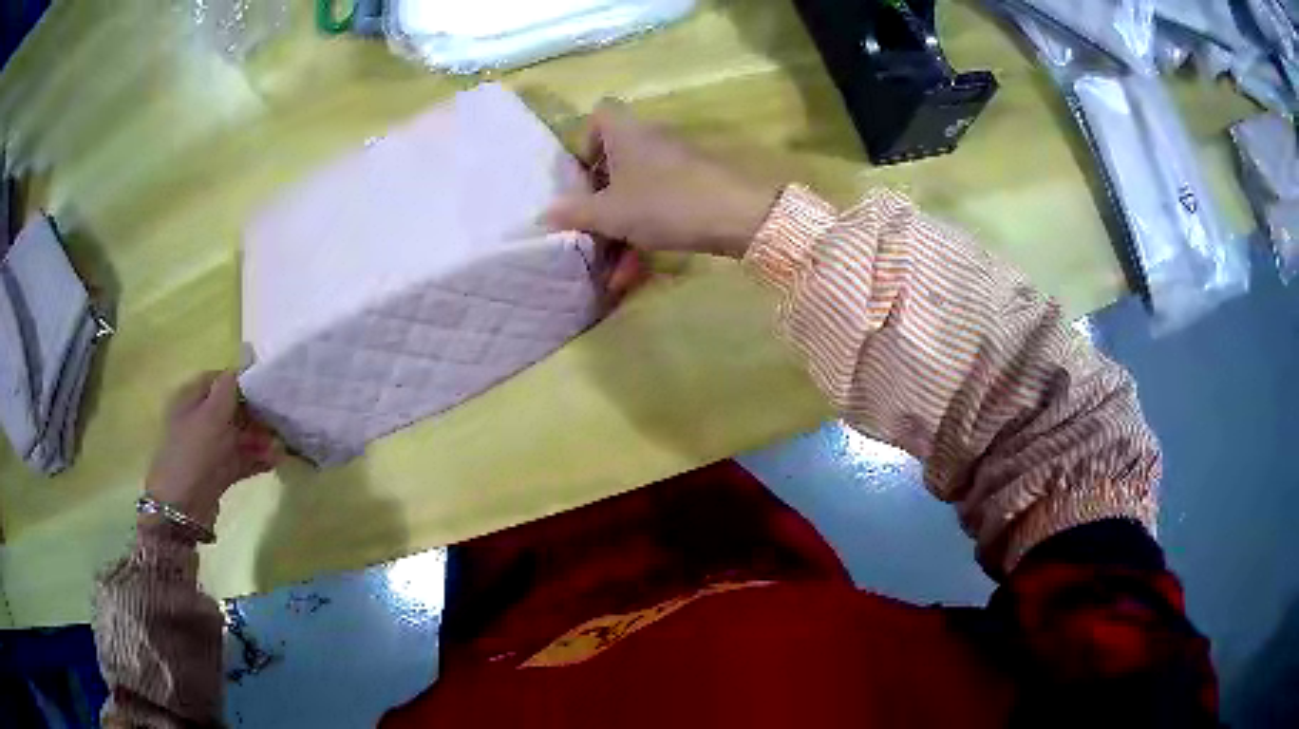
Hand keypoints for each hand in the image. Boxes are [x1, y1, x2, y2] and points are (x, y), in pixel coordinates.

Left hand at [144, 371, 279, 529]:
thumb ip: (230, 387)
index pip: (221, 379)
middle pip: (233, 408)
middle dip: (256, 415)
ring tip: (280, 448)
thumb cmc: (194, 452)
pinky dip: (257, 458)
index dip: (244, 382)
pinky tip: (275, 462)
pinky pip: (241, 458)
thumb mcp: (212, 414)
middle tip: (278, 422)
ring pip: (239, 435)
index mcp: (192, 397)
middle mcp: (200, 418)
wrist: (182, 507)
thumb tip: (246, 363)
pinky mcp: (218, 471)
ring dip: (260, 439)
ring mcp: (209, 447)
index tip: (268, 388)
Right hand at [546, 100, 779, 263]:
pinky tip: (637, 271)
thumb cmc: (664, 203)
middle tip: (591, 229)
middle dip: (601, 200)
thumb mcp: (611, 213)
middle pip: (616, 161)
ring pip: (638, 191)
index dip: (585, 142)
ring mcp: (676, 163)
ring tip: (612, 271)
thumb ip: (575, 213)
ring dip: (622, 229)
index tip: (582, 178)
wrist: (739, 215)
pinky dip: (646, 231)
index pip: (600, 116)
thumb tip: (544, 214)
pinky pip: (661, 204)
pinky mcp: (697, 185)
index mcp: (626, 133)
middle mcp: (651, 140)